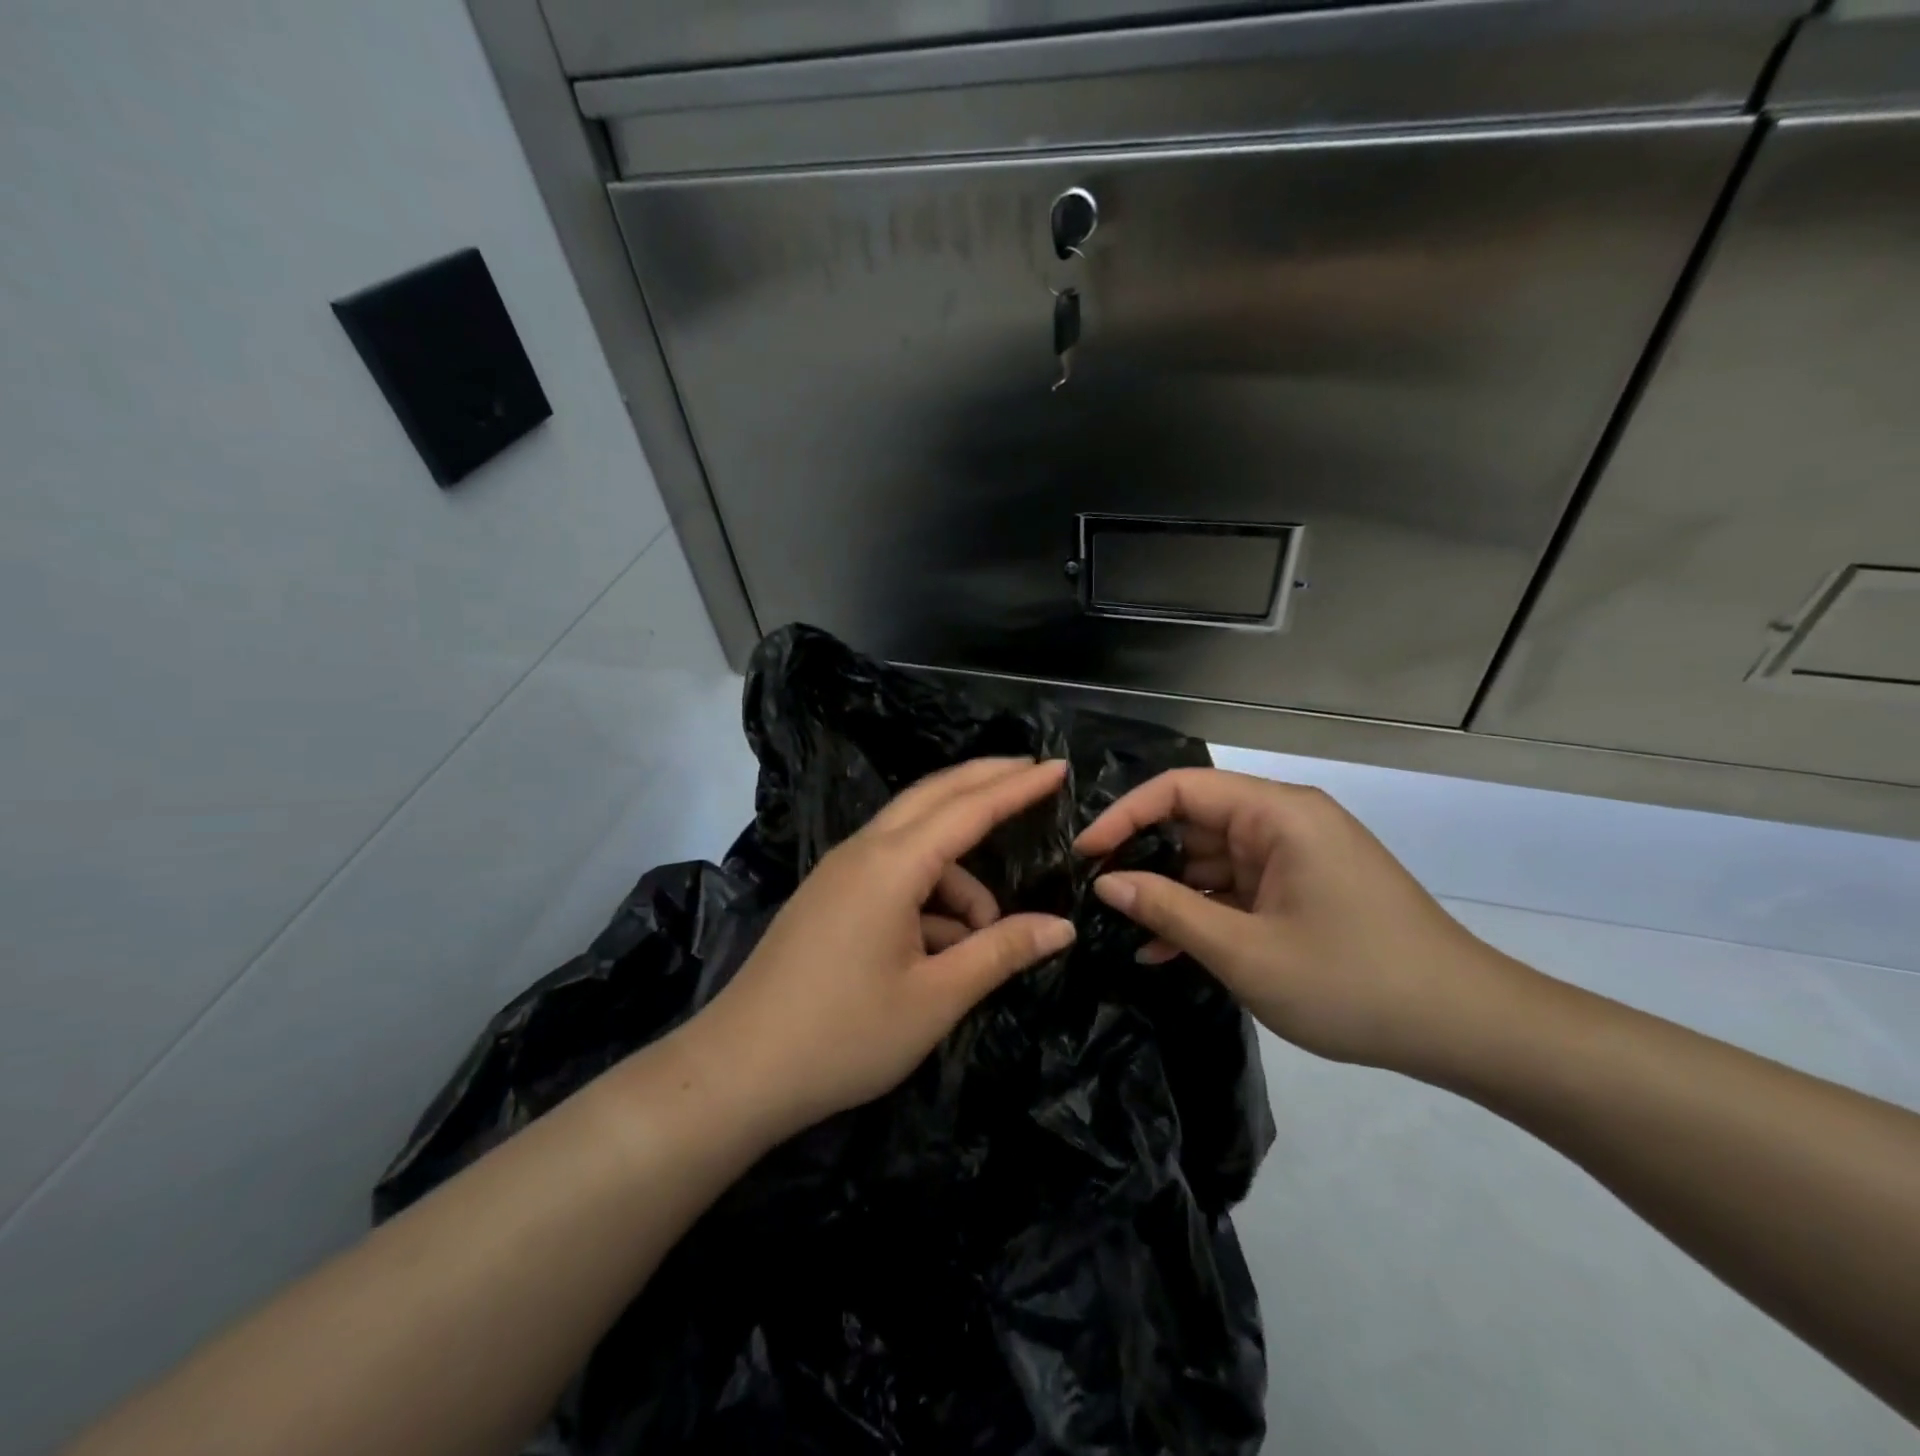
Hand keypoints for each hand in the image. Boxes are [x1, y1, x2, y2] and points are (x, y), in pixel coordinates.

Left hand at [681, 758, 1076, 1141]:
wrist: (737, 1071)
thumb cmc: (844, 1036)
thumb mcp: (935, 998)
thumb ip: (1001, 952)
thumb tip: (1062, 927)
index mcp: (891, 865)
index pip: (968, 809)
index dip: (1017, 787)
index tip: (1058, 767)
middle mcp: (863, 851)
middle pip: (935, 796)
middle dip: (987, 783)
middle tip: (1035, 777)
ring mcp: (840, 871)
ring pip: (915, 844)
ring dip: (959, 874)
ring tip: (983, 937)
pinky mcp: (829, 896)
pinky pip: (892, 873)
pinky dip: (926, 894)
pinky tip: (939, 950)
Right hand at [1075, 768, 1515, 1074]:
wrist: (1467, 1029)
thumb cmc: (1353, 982)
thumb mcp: (1246, 951)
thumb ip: (1169, 909)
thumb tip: (1106, 882)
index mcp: (1277, 813)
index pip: (1180, 788)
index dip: (1125, 815)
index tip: (1084, 854)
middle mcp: (1284, 822)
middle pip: (1194, 821)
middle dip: (1143, 857)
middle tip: (1094, 896)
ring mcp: (1295, 857)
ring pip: (1211, 859)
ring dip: (1170, 894)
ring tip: (1121, 928)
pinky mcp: (1301, 890)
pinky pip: (1237, 889)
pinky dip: (1203, 914)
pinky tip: (1163, 951)